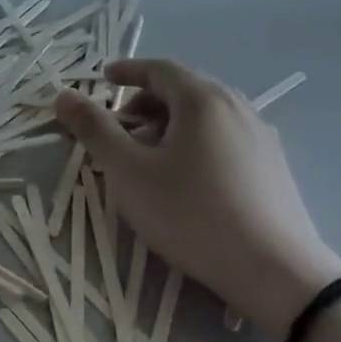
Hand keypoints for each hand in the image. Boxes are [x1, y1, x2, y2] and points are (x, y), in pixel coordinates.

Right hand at [53, 60, 340, 339]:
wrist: (277, 273)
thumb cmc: (193, 214)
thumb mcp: (130, 172)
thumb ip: (94, 130)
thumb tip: (63, 96)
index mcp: (202, 98)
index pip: (159, 68)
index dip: (126, 71)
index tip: (103, 80)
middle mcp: (236, 106)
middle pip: (183, 89)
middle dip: (145, 100)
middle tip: (119, 124)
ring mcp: (260, 136)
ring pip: (205, 115)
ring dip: (170, 122)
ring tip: (148, 154)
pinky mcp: (274, 166)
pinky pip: (225, 136)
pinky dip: (196, 140)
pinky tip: (187, 177)